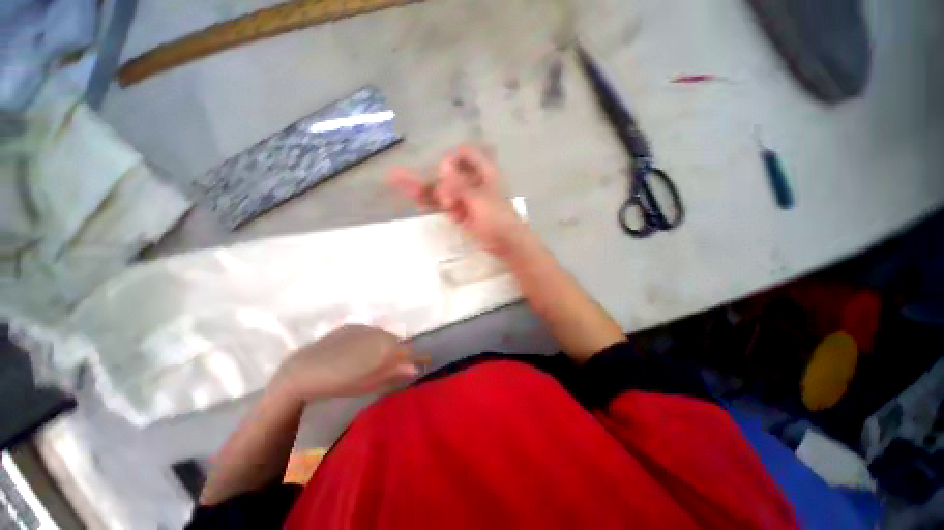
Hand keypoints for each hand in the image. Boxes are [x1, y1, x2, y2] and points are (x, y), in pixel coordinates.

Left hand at [271, 325, 418, 402]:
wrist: (305, 370)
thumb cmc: (340, 382)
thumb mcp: (369, 382)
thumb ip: (394, 372)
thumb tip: (415, 369)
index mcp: (385, 347)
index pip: (409, 351)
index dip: (418, 357)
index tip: (426, 360)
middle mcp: (379, 332)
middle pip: (397, 341)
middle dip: (400, 351)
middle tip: (396, 363)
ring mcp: (365, 327)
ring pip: (384, 335)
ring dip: (386, 344)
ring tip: (377, 357)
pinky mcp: (352, 326)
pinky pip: (370, 331)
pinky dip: (372, 339)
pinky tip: (362, 349)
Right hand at [388, 145, 534, 257]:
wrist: (507, 244)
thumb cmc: (498, 220)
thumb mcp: (480, 201)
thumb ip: (460, 186)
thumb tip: (443, 168)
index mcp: (483, 172)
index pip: (464, 153)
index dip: (452, 159)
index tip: (445, 174)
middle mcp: (471, 181)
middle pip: (447, 172)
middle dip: (433, 178)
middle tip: (417, 187)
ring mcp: (464, 197)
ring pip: (440, 188)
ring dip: (421, 186)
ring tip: (394, 178)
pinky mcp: (458, 212)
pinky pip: (441, 204)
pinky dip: (428, 201)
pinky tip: (412, 196)